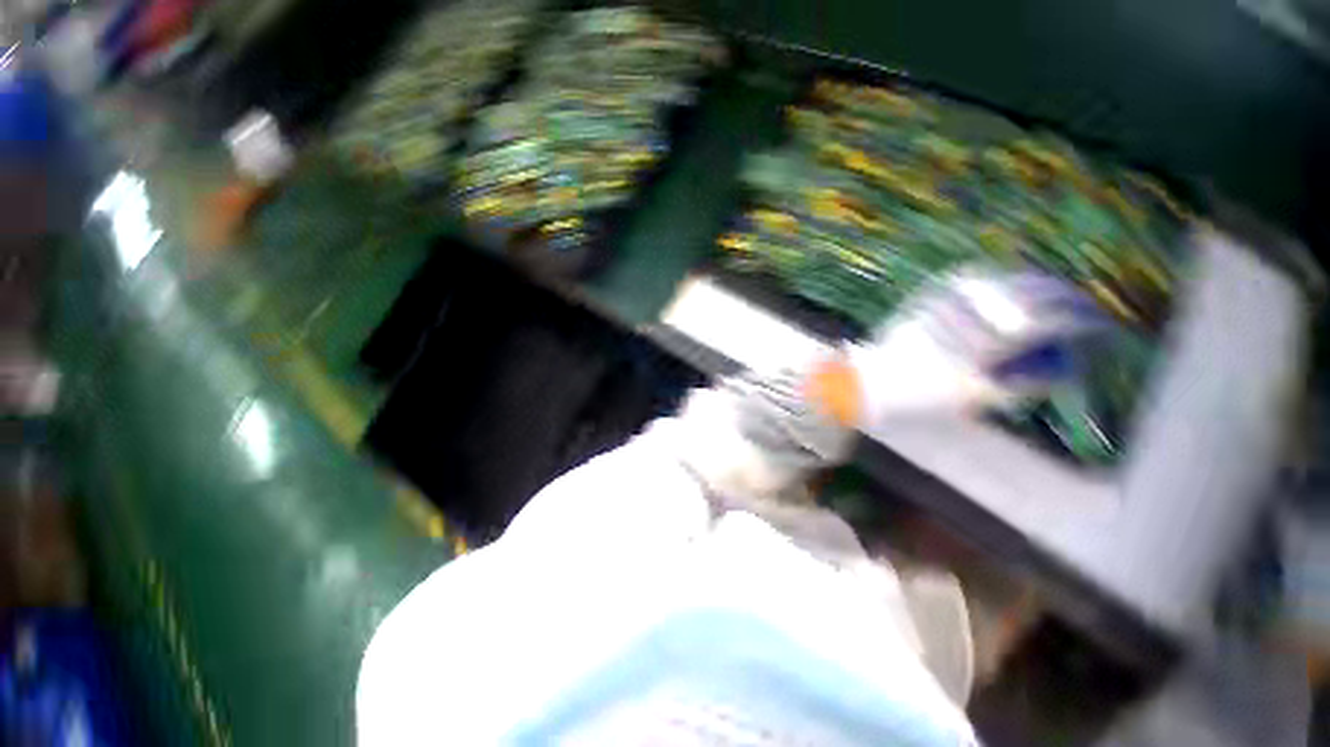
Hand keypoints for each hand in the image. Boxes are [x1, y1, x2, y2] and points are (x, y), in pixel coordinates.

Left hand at [808, 268, 1106, 429]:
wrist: (869, 380)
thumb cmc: (920, 397)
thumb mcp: (978, 396)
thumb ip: (1023, 380)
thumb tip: (1064, 365)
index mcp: (984, 342)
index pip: (1049, 320)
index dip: (1081, 321)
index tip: (1100, 325)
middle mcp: (968, 312)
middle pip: (1031, 292)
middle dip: (1065, 297)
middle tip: (1082, 306)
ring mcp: (945, 299)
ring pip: (1004, 280)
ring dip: (1036, 285)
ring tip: (1055, 294)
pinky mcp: (927, 296)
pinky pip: (972, 280)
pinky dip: (999, 281)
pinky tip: (1010, 287)